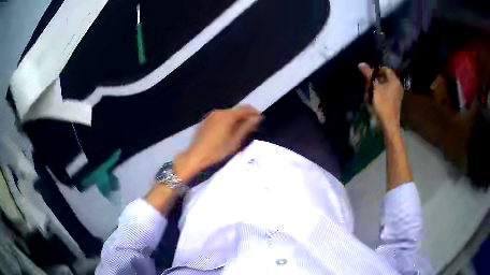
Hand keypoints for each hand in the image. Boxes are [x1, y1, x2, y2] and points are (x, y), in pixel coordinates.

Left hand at [175, 106, 262, 181]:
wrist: (196, 156)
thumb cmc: (218, 150)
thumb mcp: (235, 140)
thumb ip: (247, 127)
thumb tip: (257, 117)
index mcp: (228, 115)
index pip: (245, 109)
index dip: (254, 113)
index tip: (260, 120)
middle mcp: (220, 112)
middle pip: (237, 111)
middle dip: (246, 117)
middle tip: (252, 128)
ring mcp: (212, 116)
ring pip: (229, 114)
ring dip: (237, 120)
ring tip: (241, 131)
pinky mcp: (206, 121)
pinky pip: (221, 118)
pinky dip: (228, 122)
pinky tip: (228, 132)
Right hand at [358, 63, 403, 132]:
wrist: (389, 124)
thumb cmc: (383, 104)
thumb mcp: (374, 88)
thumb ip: (369, 75)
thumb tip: (361, 63)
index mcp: (394, 80)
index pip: (385, 69)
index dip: (376, 71)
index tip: (368, 76)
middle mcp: (397, 86)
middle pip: (384, 78)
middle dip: (374, 80)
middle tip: (368, 87)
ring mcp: (396, 95)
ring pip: (384, 86)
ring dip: (375, 88)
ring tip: (369, 95)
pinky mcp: (394, 102)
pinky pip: (385, 93)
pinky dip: (379, 94)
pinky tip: (374, 101)